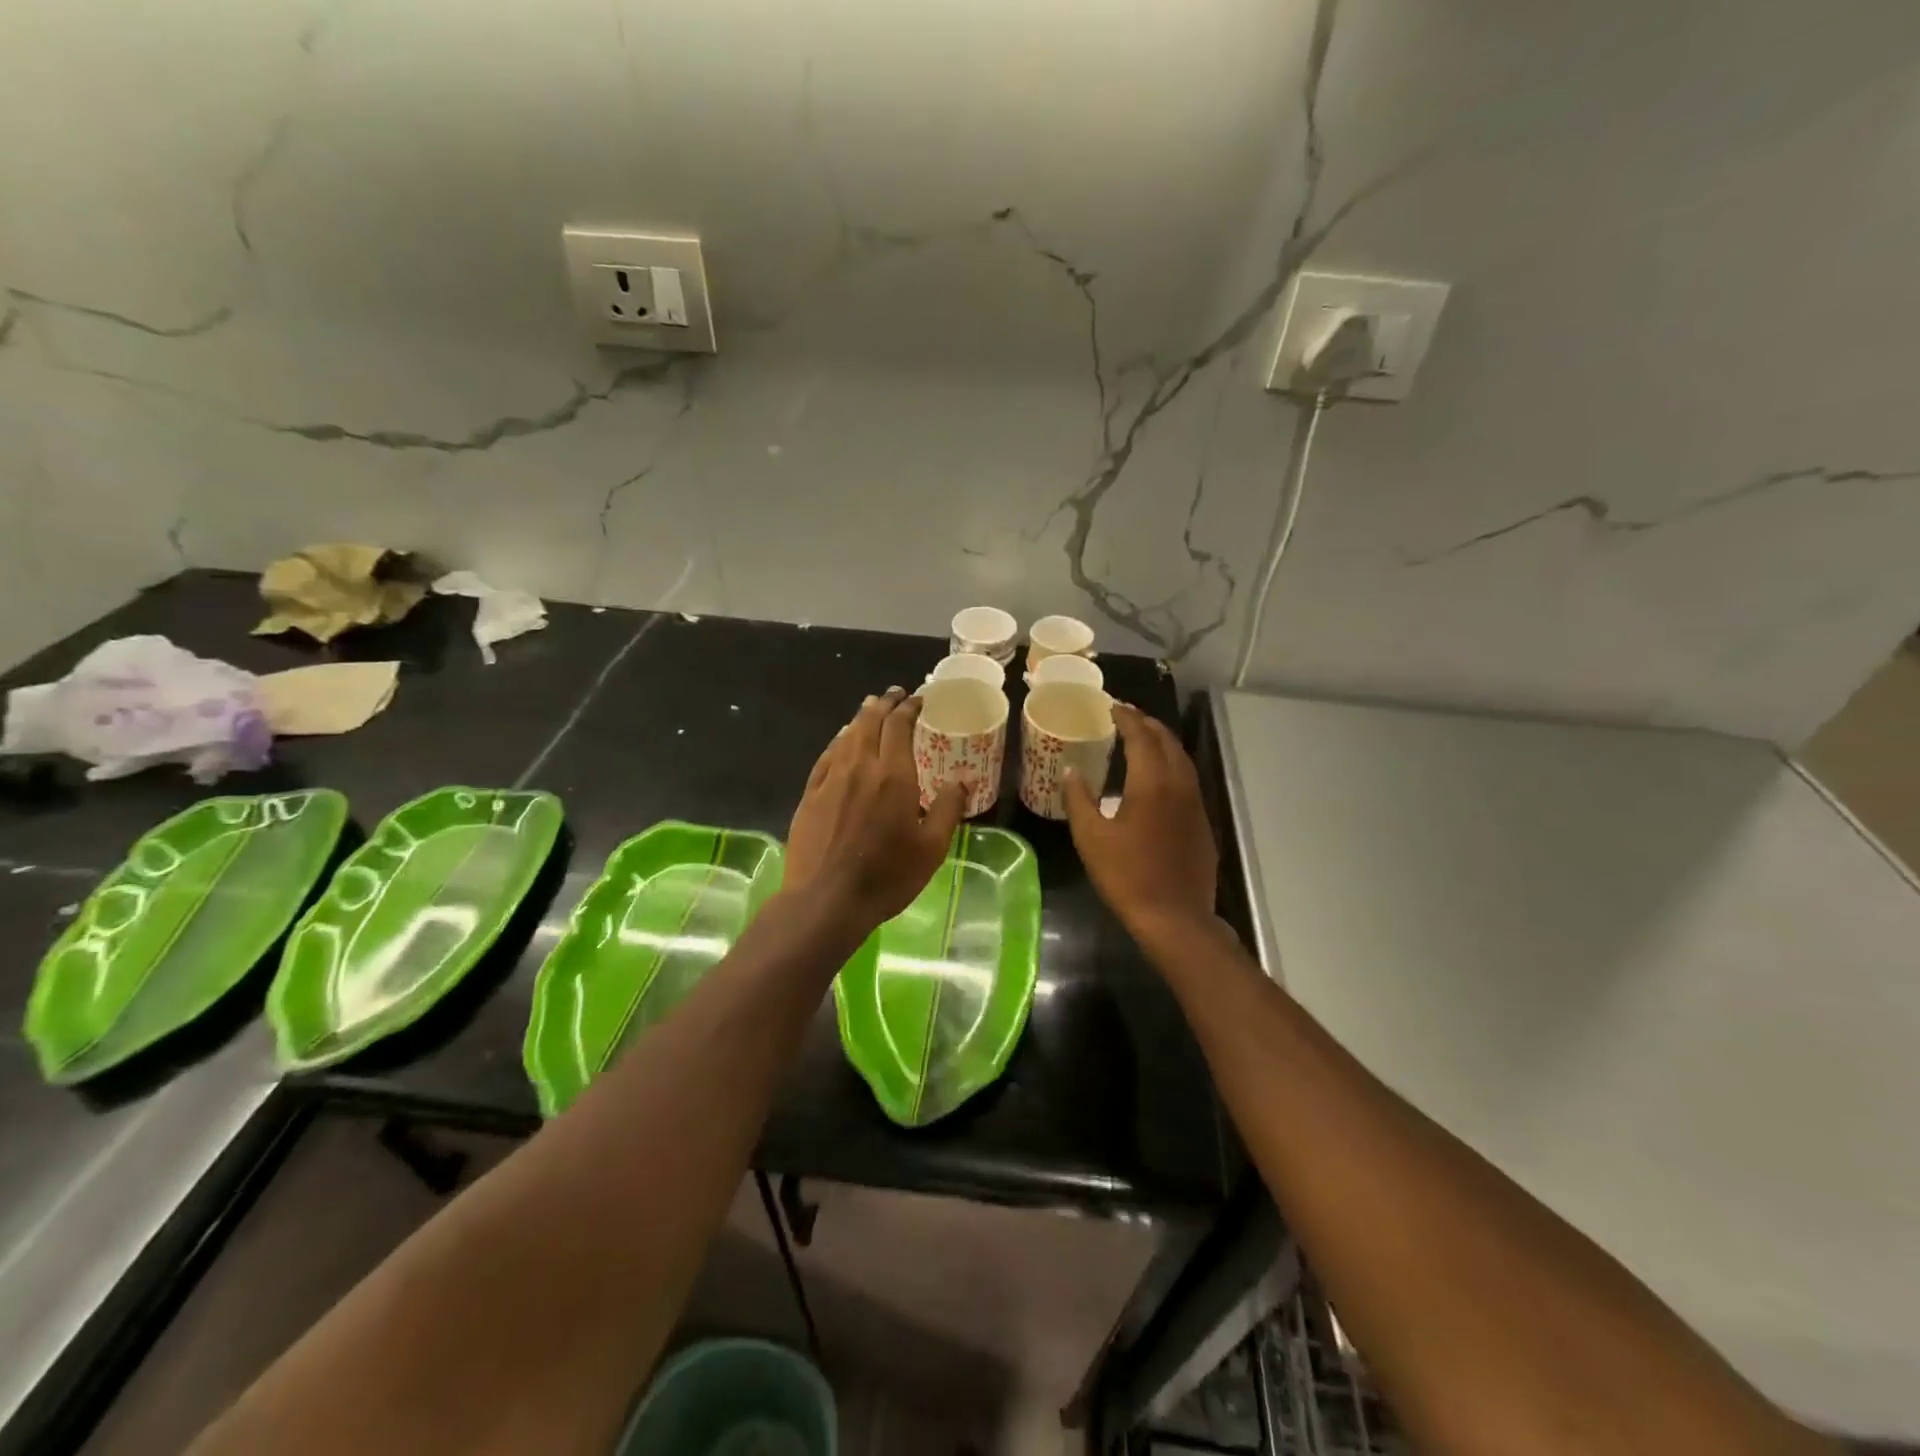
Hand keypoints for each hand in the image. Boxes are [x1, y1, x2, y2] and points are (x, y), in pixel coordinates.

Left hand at [785, 687, 967, 933]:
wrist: (826, 900)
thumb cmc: (886, 876)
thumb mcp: (931, 849)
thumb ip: (947, 810)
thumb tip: (960, 782)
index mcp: (893, 776)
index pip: (899, 725)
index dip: (909, 707)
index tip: (919, 698)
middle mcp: (860, 767)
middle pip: (870, 722)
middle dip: (885, 704)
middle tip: (896, 695)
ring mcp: (831, 779)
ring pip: (847, 735)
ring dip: (862, 717)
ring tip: (871, 707)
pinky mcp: (810, 795)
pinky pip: (827, 756)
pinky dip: (838, 740)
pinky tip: (842, 740)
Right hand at [1063, 702, 1217, 941]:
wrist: (1176, 918)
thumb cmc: (1128, 876)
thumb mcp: (1091, 839)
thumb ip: (1079, 801)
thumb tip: (1070, 772)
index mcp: (1152, 783)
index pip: (1142, 736)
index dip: (1127, 718)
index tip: (1113, 706)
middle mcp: (1179, 786)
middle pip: (1167, 742)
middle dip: (1148, 724)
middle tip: (1127, 716)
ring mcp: (1195, 805)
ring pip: (1182, 760)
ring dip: (1163, 742)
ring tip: (1143, 738)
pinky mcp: (1202, 824)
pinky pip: (1188, 780)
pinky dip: (1172, 765)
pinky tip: (1158, 779)